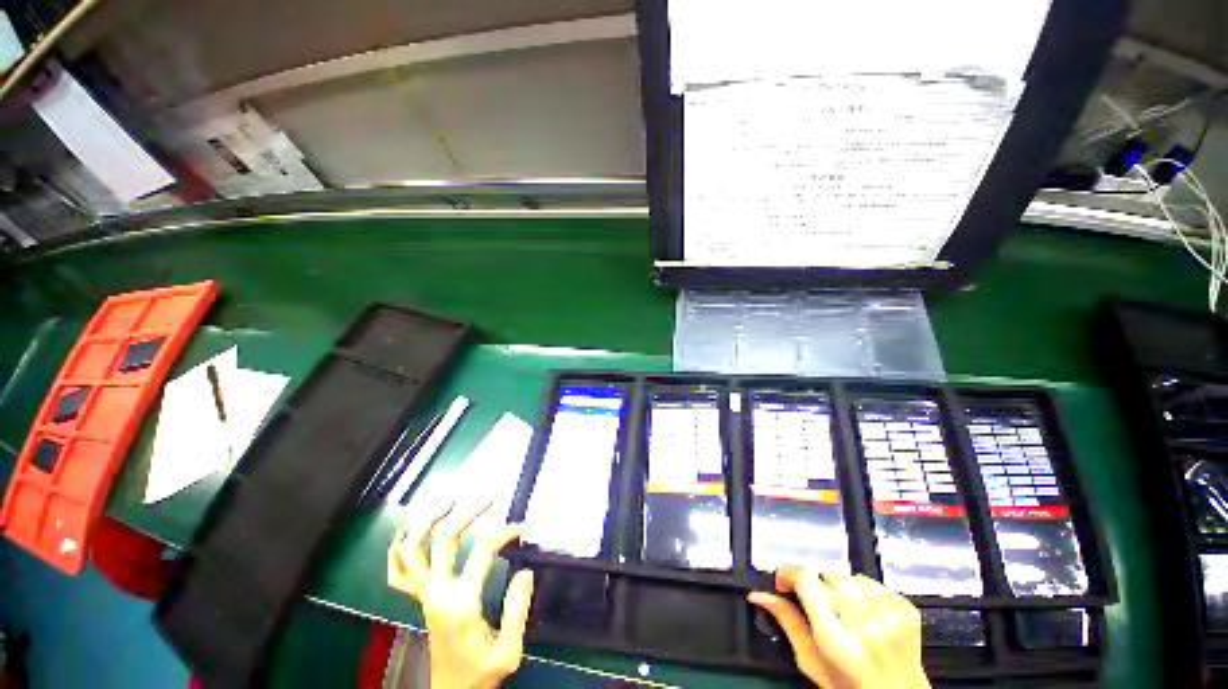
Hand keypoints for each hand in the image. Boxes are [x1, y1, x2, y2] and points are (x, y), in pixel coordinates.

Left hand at [388, 501, 534, 688]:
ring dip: (427, 521)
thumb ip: (518, 609)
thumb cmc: (481, 672)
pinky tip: (407, 533)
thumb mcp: (509, 651)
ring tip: (448, 502)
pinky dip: (397, 550)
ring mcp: (423, 595)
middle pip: (444, 539)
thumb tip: (525, 570)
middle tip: (488, 500)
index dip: (506, 531)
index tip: (524, 528)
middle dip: (467, 513)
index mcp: (461, 604)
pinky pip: (398, 572)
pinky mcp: (419, 599)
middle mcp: (437, 594)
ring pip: (412, 550)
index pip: (483, 550)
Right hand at [748, 566, 927, 688]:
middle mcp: (866, 625)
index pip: (807, 582)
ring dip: (838, 587)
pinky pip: (869, 580)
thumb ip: (786, 623)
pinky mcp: (906, 608)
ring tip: (842, 611)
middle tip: (818, 607)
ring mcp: (890, 614)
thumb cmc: (850, 686)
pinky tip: (863, 612)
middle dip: (815, 586)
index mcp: (838, 642)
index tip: (783, 581)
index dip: (789, 573)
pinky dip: (861, 590)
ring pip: (846, 575)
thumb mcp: (812, 662)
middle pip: (825, 575)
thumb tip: (758, 594)